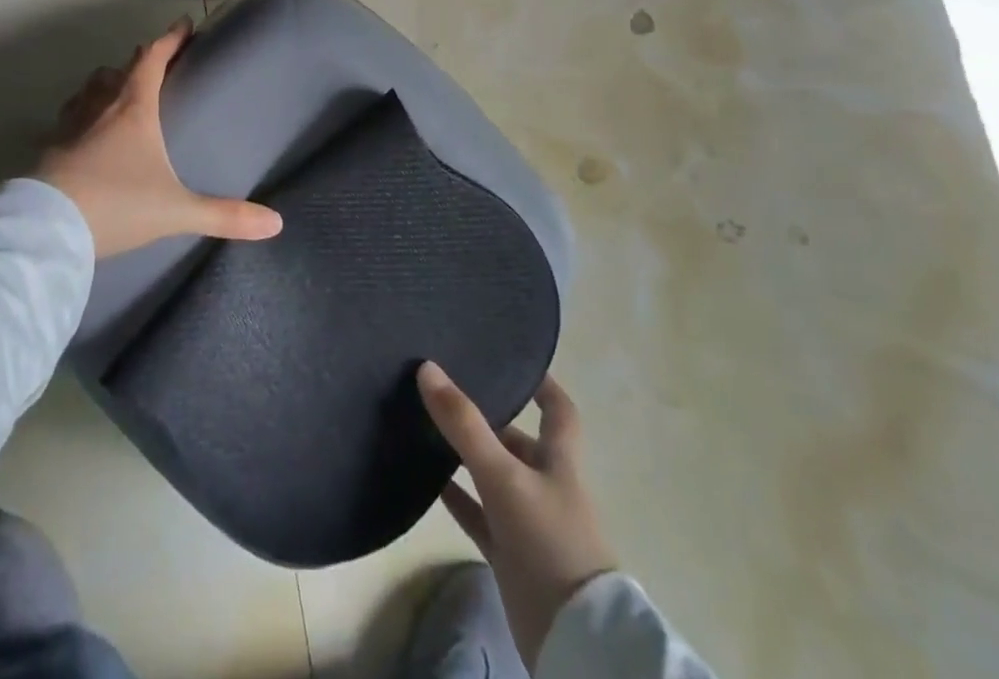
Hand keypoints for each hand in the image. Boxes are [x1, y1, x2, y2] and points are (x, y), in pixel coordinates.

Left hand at [36, 18, 283, 258]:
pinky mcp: (49, 148)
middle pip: (118, 70)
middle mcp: (100, 107)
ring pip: (89, 89)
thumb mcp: (176, 211)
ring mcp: (69, 126)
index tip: (183, 23)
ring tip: (118, 93)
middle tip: (155, 63)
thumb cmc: (116, 204)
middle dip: (139, 61)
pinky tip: (86, 133)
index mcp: (133, 108)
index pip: (153, 59)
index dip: (170, 39)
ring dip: (106, 84)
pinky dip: (82, 114)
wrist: (46, 229)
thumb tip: (275, 223)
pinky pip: (69, 117)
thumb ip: (224, 216)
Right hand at [418, 363, 617, 669]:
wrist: (573, 638)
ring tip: (425, 424)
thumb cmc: (549, 540)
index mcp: (558, 460)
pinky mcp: (510, 554)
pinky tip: (426, 480)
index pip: (558, 410)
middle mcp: (545, 484)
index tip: (513, 360)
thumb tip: (426, 368)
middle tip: (445, 388)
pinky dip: (455, 497)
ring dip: (466, 455)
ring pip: (493, 475)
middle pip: (517, 440)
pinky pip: (478, 515)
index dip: (542, 384)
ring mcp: (527, 521)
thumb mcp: (504, 475)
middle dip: (488, 417)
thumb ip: (464, 424)